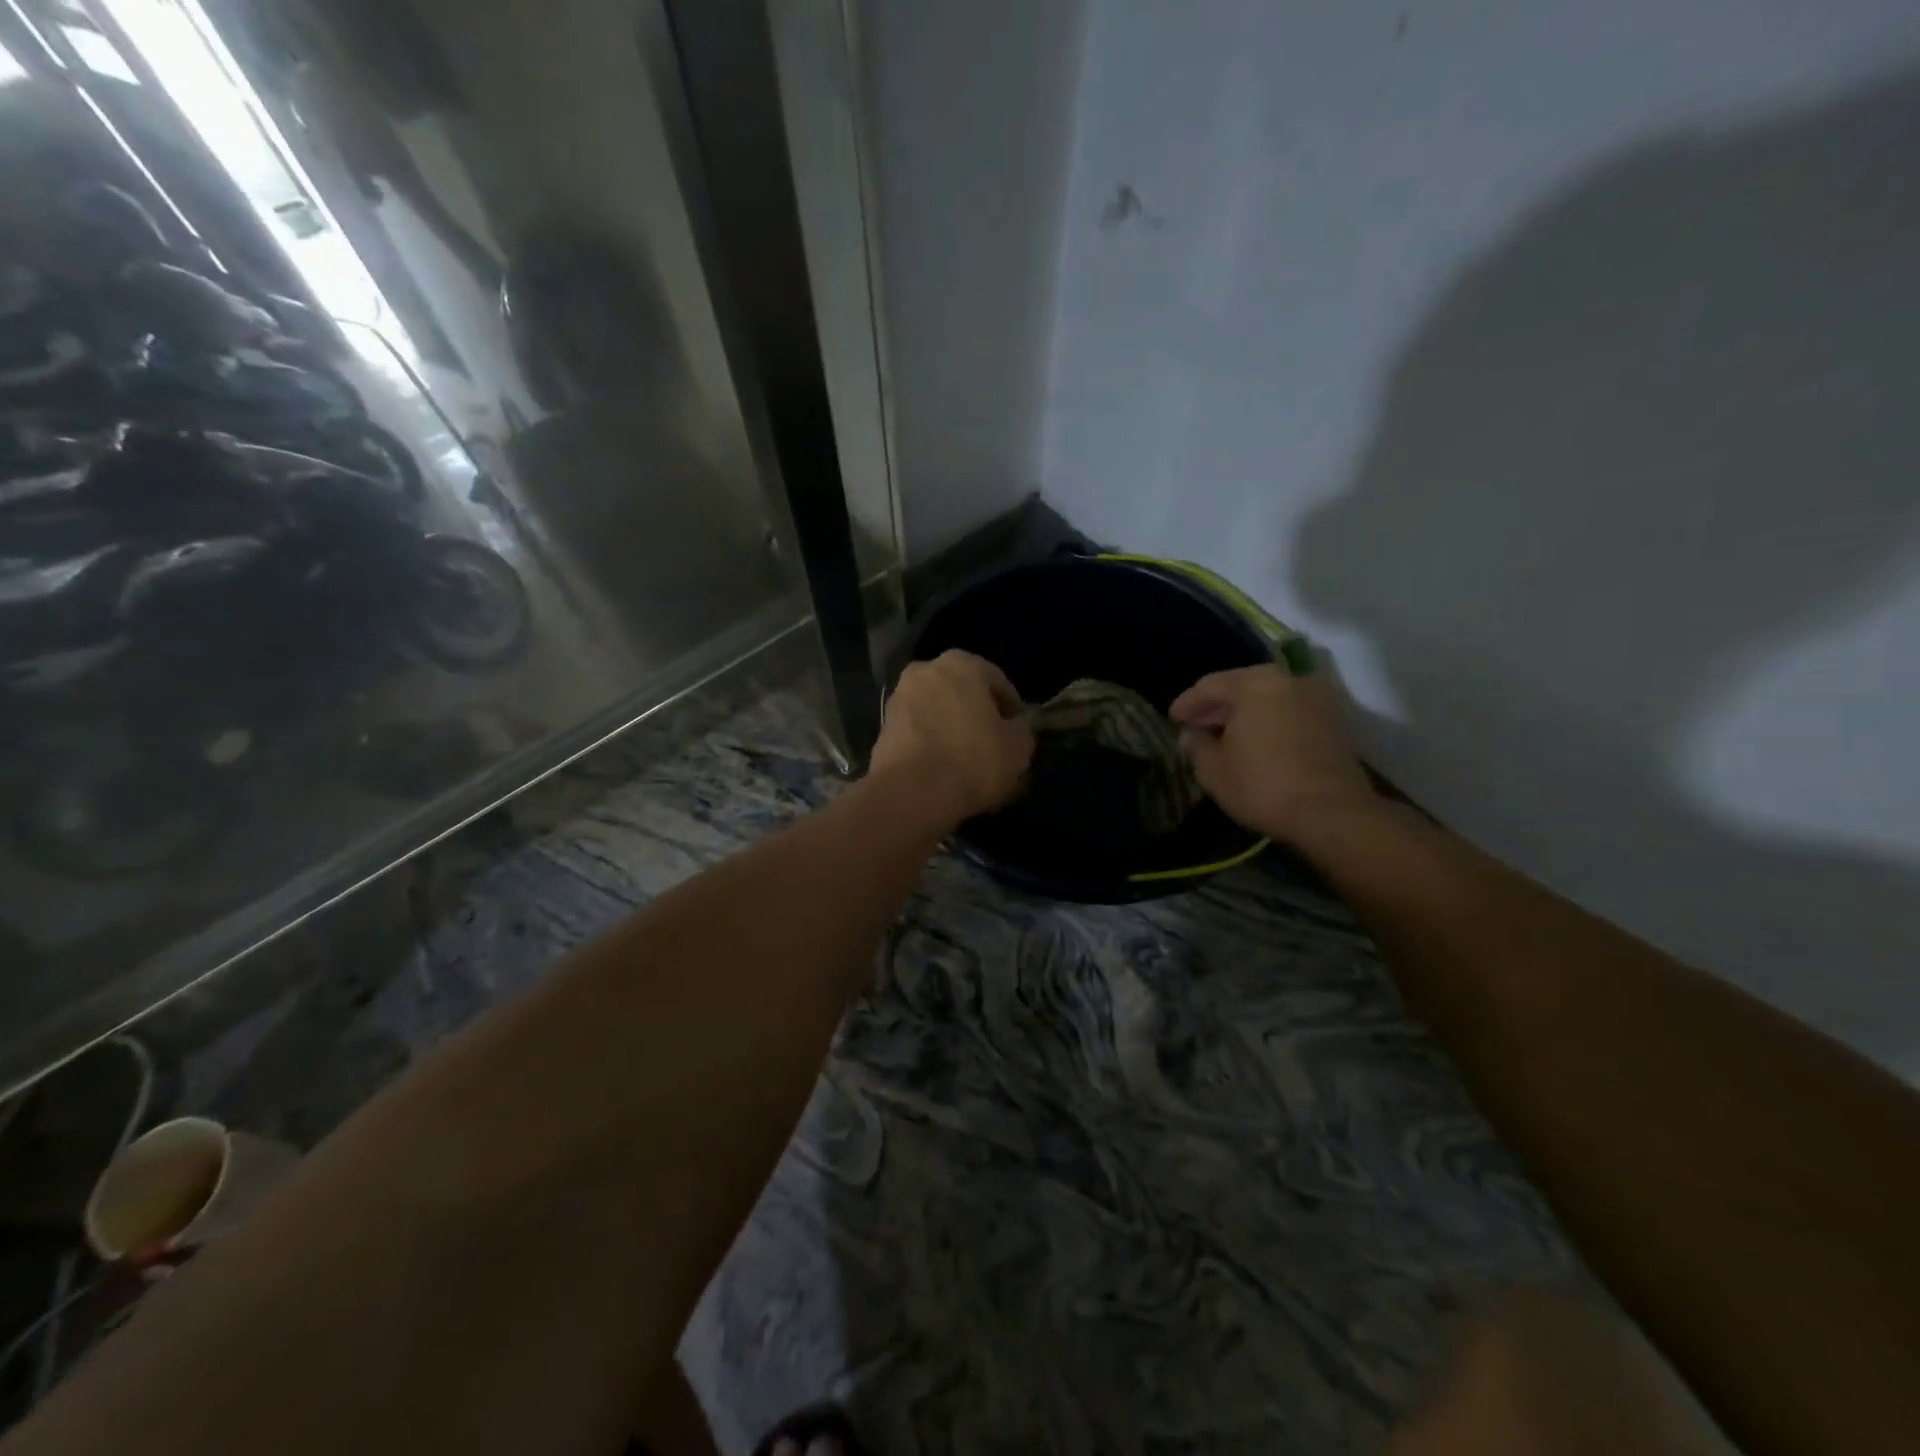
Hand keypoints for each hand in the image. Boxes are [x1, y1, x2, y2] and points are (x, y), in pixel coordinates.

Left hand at [870, 650, 1034, 825]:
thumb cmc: (973, 758)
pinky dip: (933, 747)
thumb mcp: (1018, 746)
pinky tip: (946, 774)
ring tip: (970, 766)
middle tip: (995, 749)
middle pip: (964, 696)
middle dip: (979, 719)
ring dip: (954, 734)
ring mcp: (899, 699)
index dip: (1013, 710)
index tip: (1019, 734)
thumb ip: (1021, 729)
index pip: (998, 682)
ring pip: (939, 715)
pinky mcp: (883, 729)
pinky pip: (920, 735)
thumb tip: (1013, 728)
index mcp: (961, 663)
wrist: (911, 792)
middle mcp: (925, 671)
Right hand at [1170, 664, 1377, 842]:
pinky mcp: (1332, 720)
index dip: (1187, 703)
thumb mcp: (1213, 770)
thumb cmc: (1262, 786)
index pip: (1209, 686)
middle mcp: (1287, 680)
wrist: (1331, 813)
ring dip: (1243, 714)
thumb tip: (1193, 733)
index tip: (1173, 719)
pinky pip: (1287, 712)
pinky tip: (1253, 742)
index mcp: (1254, 683)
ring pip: (1266, 698)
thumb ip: (1196, 744)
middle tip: (1195, 725)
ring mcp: (1314, 698)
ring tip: (1223, 735)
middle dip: (1216, 706)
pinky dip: (1267, 721)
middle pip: (1241, 686)